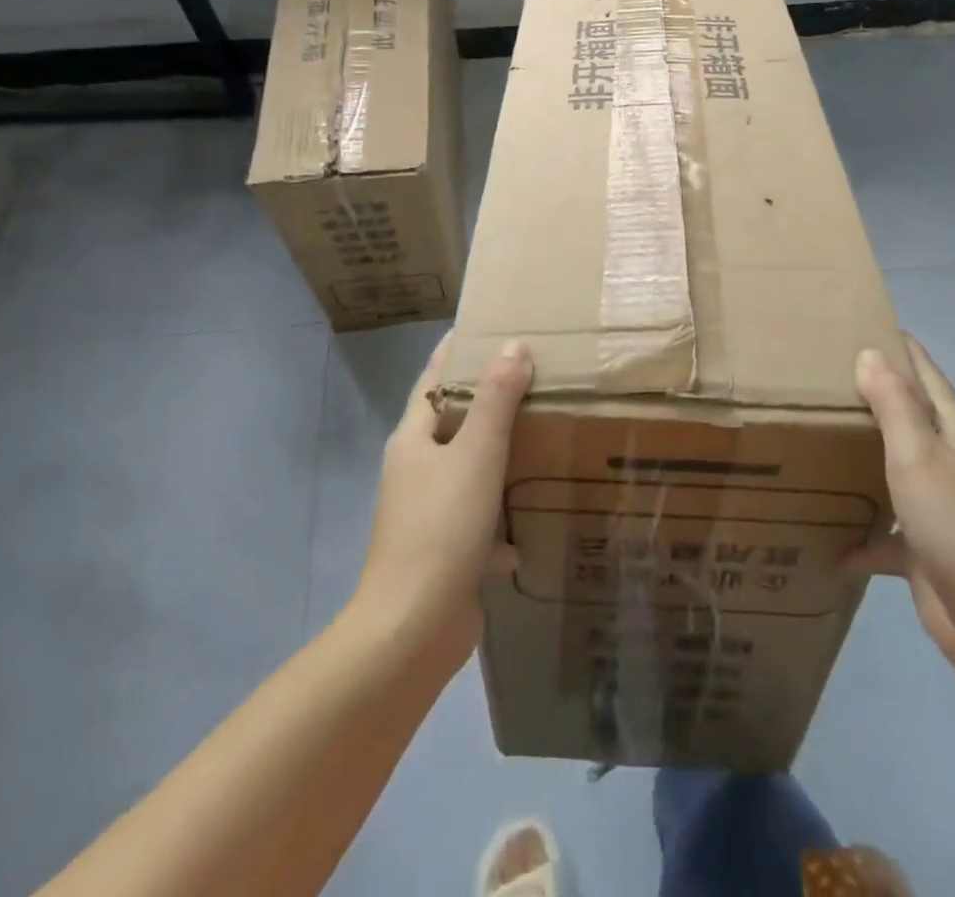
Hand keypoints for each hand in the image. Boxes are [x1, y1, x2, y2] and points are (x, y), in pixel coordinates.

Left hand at [354, 335, 530, 664]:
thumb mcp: (476, 453)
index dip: (454, 352)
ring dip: (499, 457)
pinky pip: (479, 518)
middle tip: (531, 377)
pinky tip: (532, 518)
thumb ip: (496, 399)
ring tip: (542, 437)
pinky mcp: (446, 550)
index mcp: (413, 439)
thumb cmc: (442, 526)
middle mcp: (415, 470)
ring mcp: (428, 513)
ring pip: (469, 471)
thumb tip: (513, 345)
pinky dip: (503, 514)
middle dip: (487, 402)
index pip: (433, 380)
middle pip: (453, 423)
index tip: (483, 327)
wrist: (414, 627)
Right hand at [847, 334, 954, 683]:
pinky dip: (860, 533)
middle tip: (817, 376)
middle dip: (870, 396)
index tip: (862, 321)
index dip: (899, 347)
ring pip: (893, 469)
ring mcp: (941, 507)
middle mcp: (950, 463)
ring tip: (812, 440)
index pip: (925, 374)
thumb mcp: (920, 457)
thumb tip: (872, 353)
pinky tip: (828, 540)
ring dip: (861, 457)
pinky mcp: (927, 550)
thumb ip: (895, 405)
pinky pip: (886, 530)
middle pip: (907, 418)